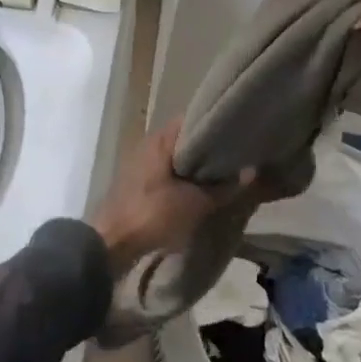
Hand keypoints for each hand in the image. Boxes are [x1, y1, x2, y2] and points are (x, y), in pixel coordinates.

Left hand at [90, 121, 255, 274]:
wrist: (110, 243)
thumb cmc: (152, 214)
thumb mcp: (194, 203)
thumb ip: (223, 188)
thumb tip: (250, 171)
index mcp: (162, 138)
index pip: (194, 118)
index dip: (217, 124)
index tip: (238, 132)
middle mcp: (151, 143)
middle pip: (187, 138)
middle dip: (210, 147)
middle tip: (237, 154)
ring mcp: (143, 162)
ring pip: (178, 156)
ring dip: (197, 164)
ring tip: (225, 171)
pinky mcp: (140, 182)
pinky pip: (169, 172)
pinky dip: (185, 177)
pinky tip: (202, 188)